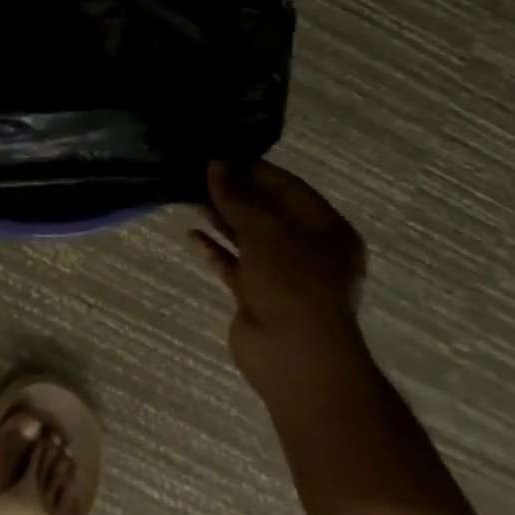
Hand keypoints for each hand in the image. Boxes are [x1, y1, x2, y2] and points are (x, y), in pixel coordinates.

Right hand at [191, 160, 368, 405]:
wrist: (294, 357)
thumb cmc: (292, 282)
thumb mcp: (264, 229)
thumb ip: (237, 196)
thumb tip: (216, 163)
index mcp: (326, 230)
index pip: (287, 187)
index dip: (252, 170)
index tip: (217, 156)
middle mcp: (308, 249)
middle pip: (266, 212)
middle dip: (233, 193)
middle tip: (196, 173)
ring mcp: (283, 275)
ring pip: (248, 237)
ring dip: (220, 218)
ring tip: (187, 197)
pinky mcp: (259, 295)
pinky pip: (234, 265)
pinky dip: (215, 250)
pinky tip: (191, 236)